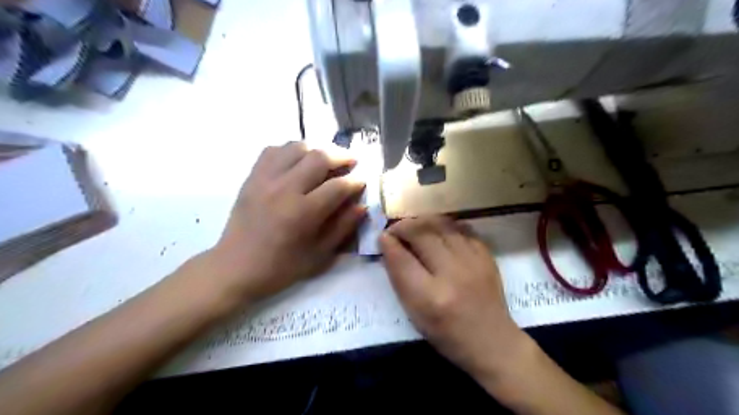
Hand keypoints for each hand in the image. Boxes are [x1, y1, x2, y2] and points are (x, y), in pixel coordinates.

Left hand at [210, 142, 365, 300]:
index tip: (362, 181)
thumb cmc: (280, 267)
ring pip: (296, 147)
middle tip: (351, 161)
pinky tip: (298, 161)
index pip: (338, 186)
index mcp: (303, 212)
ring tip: (327, 159)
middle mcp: (285, 189)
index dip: (355, 181)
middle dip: (341, 156)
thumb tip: (361, 206)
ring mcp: (265, 179)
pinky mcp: (252, 177)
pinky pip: (273, 150)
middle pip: (319, 157)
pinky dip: (291, 150)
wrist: (234, 267)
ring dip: (317, 149)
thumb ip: (342, 228)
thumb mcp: (319, 256)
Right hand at [381, 219, 530, 376]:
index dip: (388, 243)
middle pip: (422, 234)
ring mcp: (473, 262)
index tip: (382, 237)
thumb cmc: (447, 334)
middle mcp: (452, 274)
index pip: (402, 259)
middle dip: (403, 227)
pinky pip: (461, 228)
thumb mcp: (414, 314)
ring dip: (422, 221)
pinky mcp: (486, 255)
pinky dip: (444, 225)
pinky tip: (437, 231)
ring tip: (414, 227)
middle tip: (396, 230)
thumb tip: (388, 245)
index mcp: (430, 298)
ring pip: (441, 225)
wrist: (492, 341)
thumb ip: (399, 279)